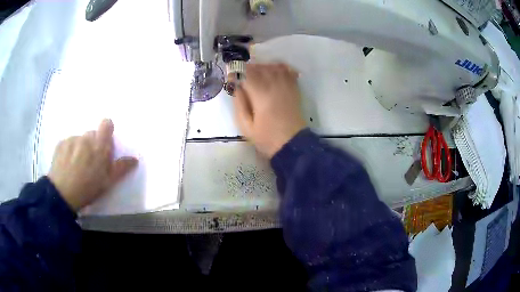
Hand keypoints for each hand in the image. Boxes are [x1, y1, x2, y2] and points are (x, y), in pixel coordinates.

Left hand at [48, 119, 137, 211]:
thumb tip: (134, 159)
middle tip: (89, 162)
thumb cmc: (87, 189)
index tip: (104, 144)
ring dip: (80, 148)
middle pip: (92, 134)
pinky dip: (69, 151)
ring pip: (79, 139)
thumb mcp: (107, 182)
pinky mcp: (60, 143)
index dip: (106, 131)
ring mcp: (71, 139)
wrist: (62, 194)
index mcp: (99, 145)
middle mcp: (85, 137)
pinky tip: (67, 165)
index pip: (106, 123)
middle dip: (92, 144)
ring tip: (76, 166)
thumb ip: (120, 168)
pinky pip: (68, 143)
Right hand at [233, 63, 305, 157]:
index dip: (236, 72)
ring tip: (256, 75)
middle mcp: (274, 85)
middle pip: (260, 67)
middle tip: (241, 76)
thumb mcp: (245, 126)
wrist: (292, 144)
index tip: (231, 77)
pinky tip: (273, 72)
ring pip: (273, 67)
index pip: (246, 73)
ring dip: (262, 67)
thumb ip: (239, 104)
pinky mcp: (294, 89)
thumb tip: (236, 87)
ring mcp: (287, 86)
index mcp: (261, 94)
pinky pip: (287, 71)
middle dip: (248, 69)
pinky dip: (279, 68)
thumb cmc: (266, 137)